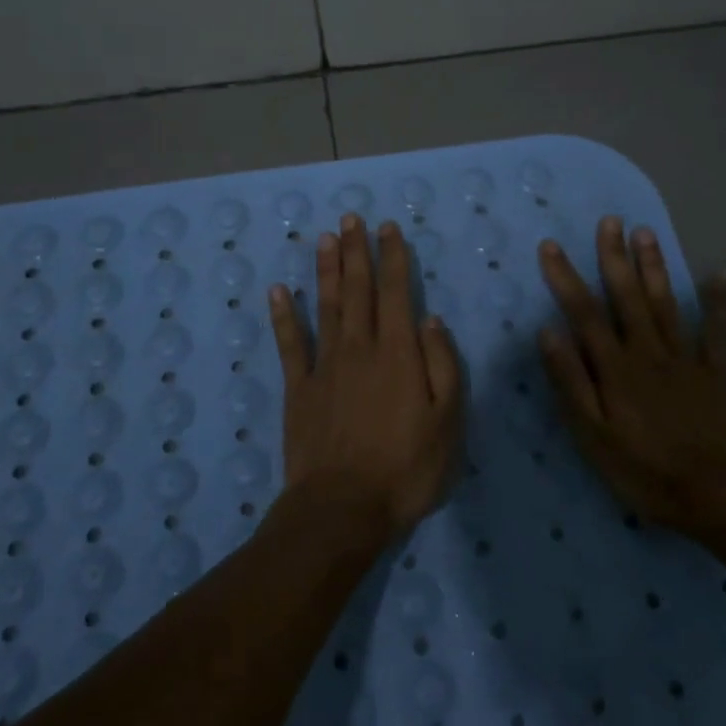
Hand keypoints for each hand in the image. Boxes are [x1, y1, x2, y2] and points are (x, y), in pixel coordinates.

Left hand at [269, 215, 462, 540]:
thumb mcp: (448, 422)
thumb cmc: (406, 469)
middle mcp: (359, 348)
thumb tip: (430, 319)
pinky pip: (290, 343)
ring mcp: (324, 366)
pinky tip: (277, 291)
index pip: (397, 292)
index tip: (388, 228)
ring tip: (325, 237)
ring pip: (325, 306)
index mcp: (398, 353)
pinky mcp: (298, 388)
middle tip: (352, 217)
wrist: (342, 508)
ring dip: (326, 270)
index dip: (393, 258)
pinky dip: (283, 315)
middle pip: (358, 289)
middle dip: (357, 251)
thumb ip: (442, 365)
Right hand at [538, 217, 725, 536]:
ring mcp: (686, 359)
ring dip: (654, 267)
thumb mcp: (591, 434)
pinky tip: (720, 275)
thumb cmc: (643, 469)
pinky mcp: (717, 373)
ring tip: (646, 233)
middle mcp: (648, 351)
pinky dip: (720, 303)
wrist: (716, 494)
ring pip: (666, 304)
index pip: (584, 312)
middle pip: (627, 297)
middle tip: (611, 220)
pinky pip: (718, 332)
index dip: (565, 278)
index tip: (551, 246)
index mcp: (615, 367)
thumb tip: (548, 332)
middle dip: (615, 257)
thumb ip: (570, 381)